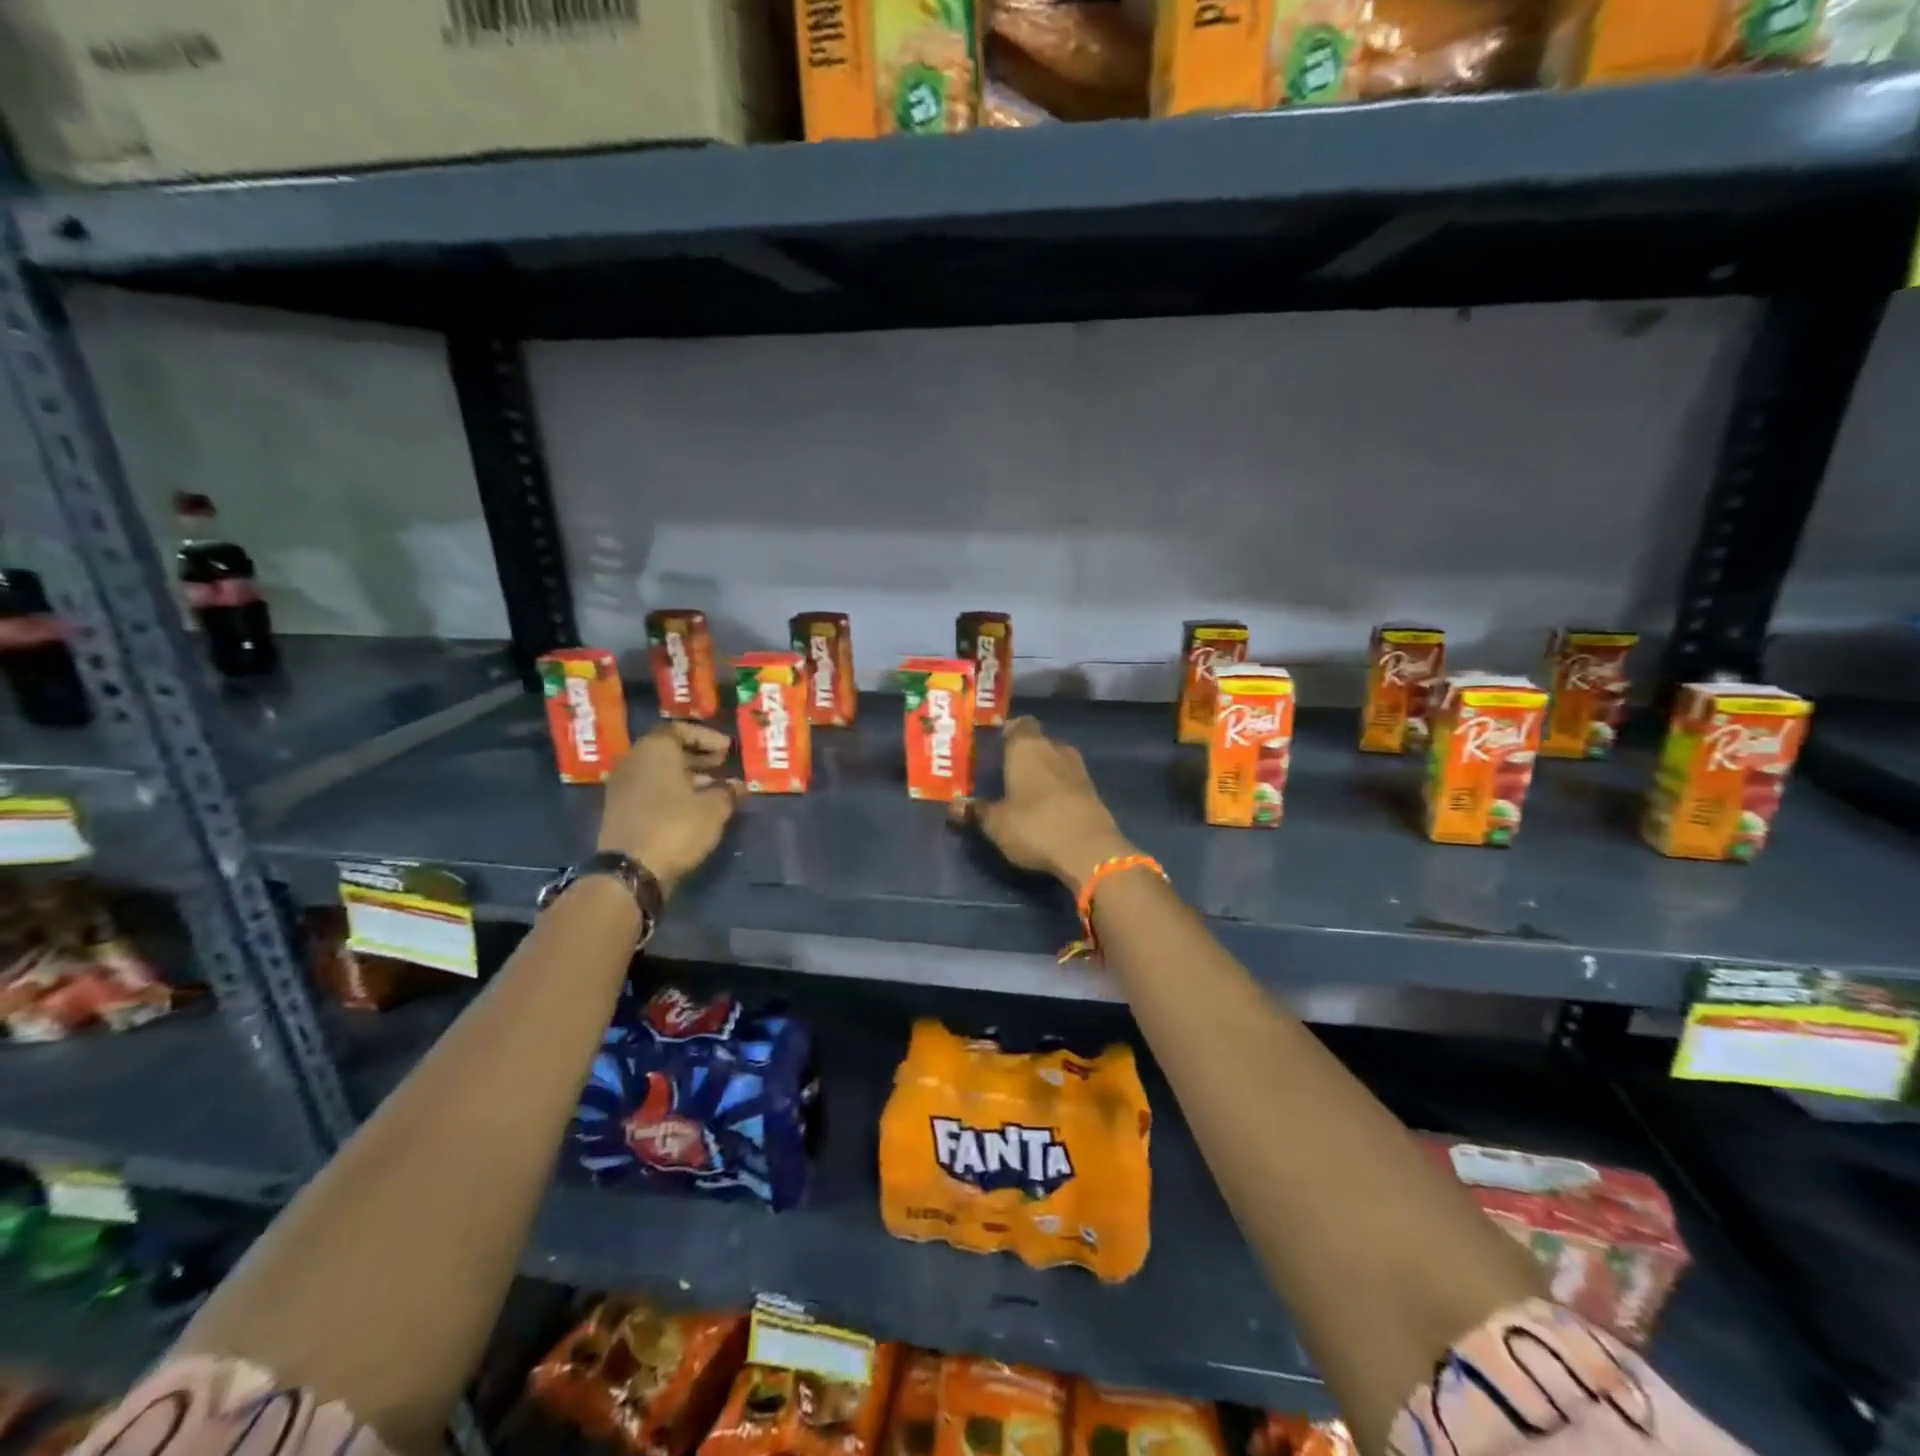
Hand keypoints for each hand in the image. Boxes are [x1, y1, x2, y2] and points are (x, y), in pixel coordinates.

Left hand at [598, 723, 740, 894]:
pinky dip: (671, 792)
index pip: (680, 729)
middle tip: (722, 765)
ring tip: (713, 788)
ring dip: (686, 775)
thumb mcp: (714, 808)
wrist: (630, 871)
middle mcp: (633, 761)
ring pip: (658, 771)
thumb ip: (728, 791)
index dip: (706, 737)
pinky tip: (692, 807)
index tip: (727, 750)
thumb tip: (736, 785)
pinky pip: (650, 789)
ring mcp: (622, 787)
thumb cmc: (676, 827)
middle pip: (667, 749)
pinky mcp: (619, 810)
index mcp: (655, 749)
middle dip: (697, 755)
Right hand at [955, 717, 1134, 888]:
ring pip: (1056, 759)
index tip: (997, 743)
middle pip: (1038, 741)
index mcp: (1027, 747)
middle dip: (1025, 752)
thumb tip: (954, 806)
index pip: (1019, 724)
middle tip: (1006, 769)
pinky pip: (1069, 779)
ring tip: (1026, 787)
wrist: (1089, 849)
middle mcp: (1054, 749)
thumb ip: (976, 811)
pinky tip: (1047, 803)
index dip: (1009, 730)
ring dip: (1044, 769)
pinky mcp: (1093, 790)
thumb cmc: (1034, 826)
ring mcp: (1078, 768)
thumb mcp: (996, 824)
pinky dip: (1058, 786)